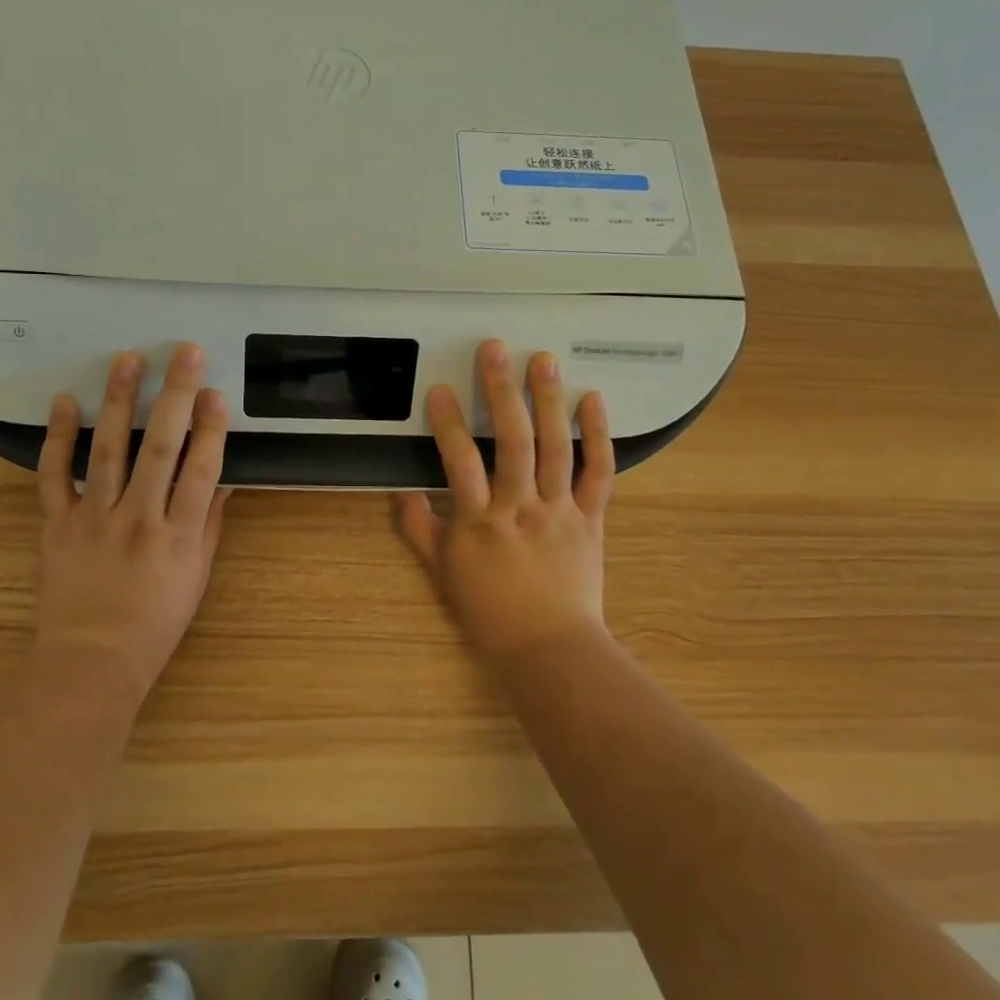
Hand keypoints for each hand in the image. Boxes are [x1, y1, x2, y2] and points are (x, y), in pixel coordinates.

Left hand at [34, 343, 230, 698]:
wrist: (90, 662)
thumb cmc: (154, 623)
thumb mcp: (196, 576)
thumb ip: (208, 523)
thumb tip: (224, 477)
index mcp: (178, 535)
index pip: (201, 470)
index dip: (211, 428)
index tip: (216, 392)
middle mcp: (139, 519)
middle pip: (159, 447)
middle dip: (174, 396)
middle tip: (184, 352)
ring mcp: (94, 518)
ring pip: (108, 450)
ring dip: (119, 401)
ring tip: (127, 359)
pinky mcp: (57, 524)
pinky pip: (54, 475)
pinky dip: (57, 437)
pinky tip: (65, 401)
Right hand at [394, 339, 614, 665]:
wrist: (549, 649)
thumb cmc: (490, 611)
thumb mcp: (444, 573)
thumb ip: (419, 529)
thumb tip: (400, 492)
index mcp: (480, 522)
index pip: (460, 463)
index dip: (448, 423)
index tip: (439, 389)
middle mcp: (521, 508)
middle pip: (512, 442)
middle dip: (502, 392)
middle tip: (495, 350)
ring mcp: (559, 510)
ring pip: (555, 449)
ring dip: (549, 401)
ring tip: (543, 360)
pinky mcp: (591, 517)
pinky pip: (599, 473)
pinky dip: (598, 436)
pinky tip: (593, 400)